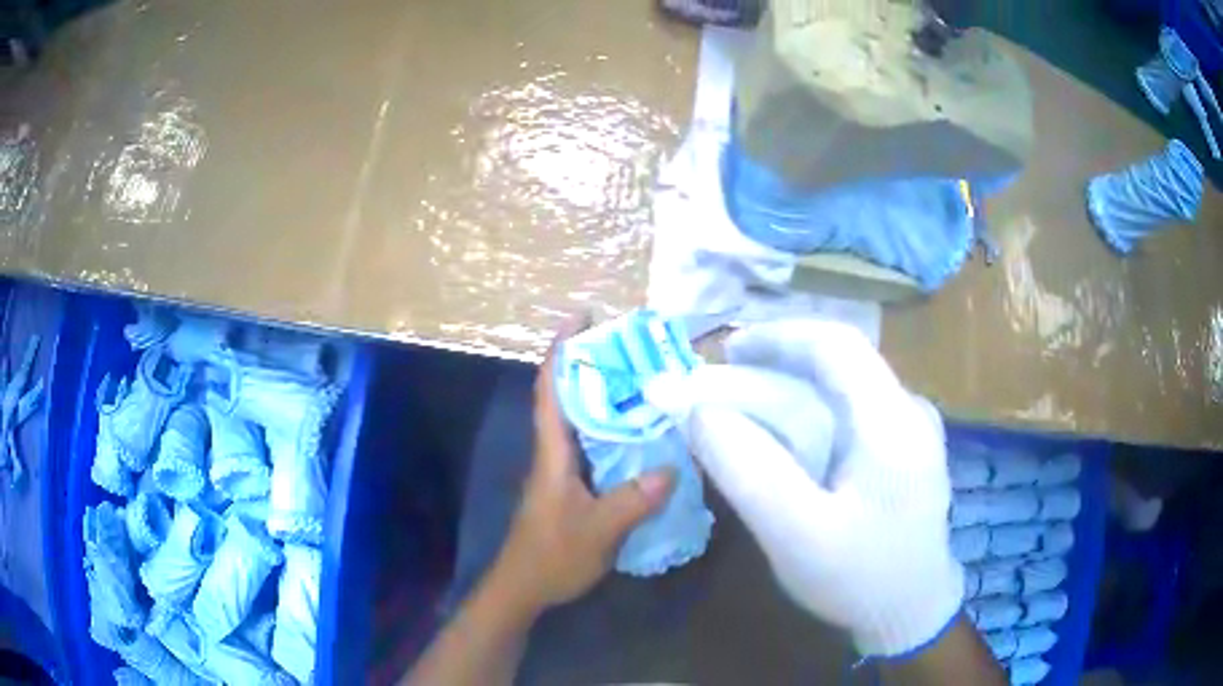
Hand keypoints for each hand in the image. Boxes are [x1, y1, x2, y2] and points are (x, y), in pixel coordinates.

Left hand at [490, 316, 675, 615]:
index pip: (551, 390)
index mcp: (553, 453)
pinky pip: (595, 447)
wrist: (524, 588)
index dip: (561, 350)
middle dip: (592, 365)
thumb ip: (633, 501)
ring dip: (606, 396)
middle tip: (632, 346)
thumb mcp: (598, 531)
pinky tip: (644, 436)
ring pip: (583, 421)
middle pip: (569, 397)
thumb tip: (673, 468)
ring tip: (645, 380)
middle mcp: (555, 453)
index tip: (580, 318)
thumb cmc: (552, 556)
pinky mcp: (572, 487)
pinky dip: (615, 432)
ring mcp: (562, 470)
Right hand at [663, 320, 962, 657]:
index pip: (837, 344)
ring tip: (744, 415)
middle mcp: (909, 410)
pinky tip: (786, 444)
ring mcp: (911, 428)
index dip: (778, 336)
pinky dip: (809, 415)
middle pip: (839, 363)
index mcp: (893, 422)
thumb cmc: (860, 579)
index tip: (725, 353)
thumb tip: (700, 412)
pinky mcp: (904, 448)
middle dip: (776, 366)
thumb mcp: (795, 535)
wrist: (911, 612)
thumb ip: (748, 470)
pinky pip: (851, 413)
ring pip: (843, 387)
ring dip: (789, 391)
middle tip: (723, 389)